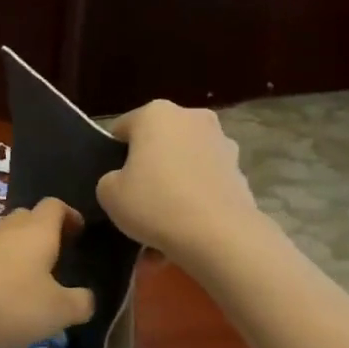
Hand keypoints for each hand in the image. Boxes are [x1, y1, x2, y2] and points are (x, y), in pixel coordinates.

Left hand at [0, 198, 95, 347]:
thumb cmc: (8, 302)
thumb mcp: (58, 310)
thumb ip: (80, 303)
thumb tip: (87, 298)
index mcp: (38, 230)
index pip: (56, 206)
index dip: (71, 216)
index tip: (80, 234)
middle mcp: (10, 229)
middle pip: (30, 218)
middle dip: (46, 233)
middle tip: (60, 258)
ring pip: (8, 240)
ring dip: (22, 255)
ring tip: (34, 284)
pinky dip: (2, 273)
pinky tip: (4, 300)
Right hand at [97, 100, 259, 258]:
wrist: (218, 234)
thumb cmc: (155, 203)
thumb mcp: (109, 194)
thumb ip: (110, 180)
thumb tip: (124, 180)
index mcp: (155, 114)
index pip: (122, 129)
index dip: (113, 155)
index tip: (113, 182)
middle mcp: (191, 118)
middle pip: (159, 144)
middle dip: (149, 169)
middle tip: (138, 203)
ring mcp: (221, 142)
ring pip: (185, 165)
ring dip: (174, 188)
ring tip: (164, 227)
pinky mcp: (239, 170)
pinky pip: (206, 185)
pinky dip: (196, 202)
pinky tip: (187, 231)